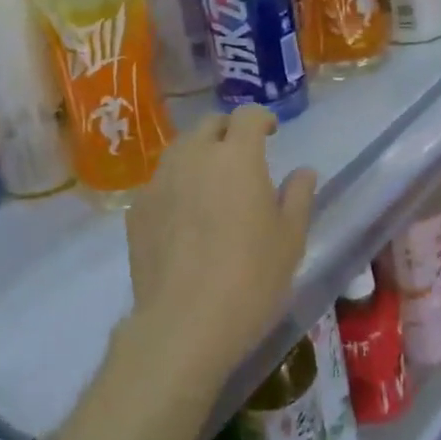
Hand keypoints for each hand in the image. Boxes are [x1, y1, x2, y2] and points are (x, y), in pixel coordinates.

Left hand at [124, 107, 316, 388]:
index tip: (270, 132)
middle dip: (228, 132)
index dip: (261, 118)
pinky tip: (184, 217)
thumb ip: (298, 196)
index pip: (247, 115)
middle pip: (209, 125)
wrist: (184, 324)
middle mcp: (194, 156)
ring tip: (211, 184)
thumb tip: (303, 171)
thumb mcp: (290, 240)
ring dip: (199, 155)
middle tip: (242, 156)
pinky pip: (160, 183)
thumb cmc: (251, 278)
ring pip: (181, 150)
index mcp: (237, 156)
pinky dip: (176, 186)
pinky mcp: (137, 209)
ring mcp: (160, 180)